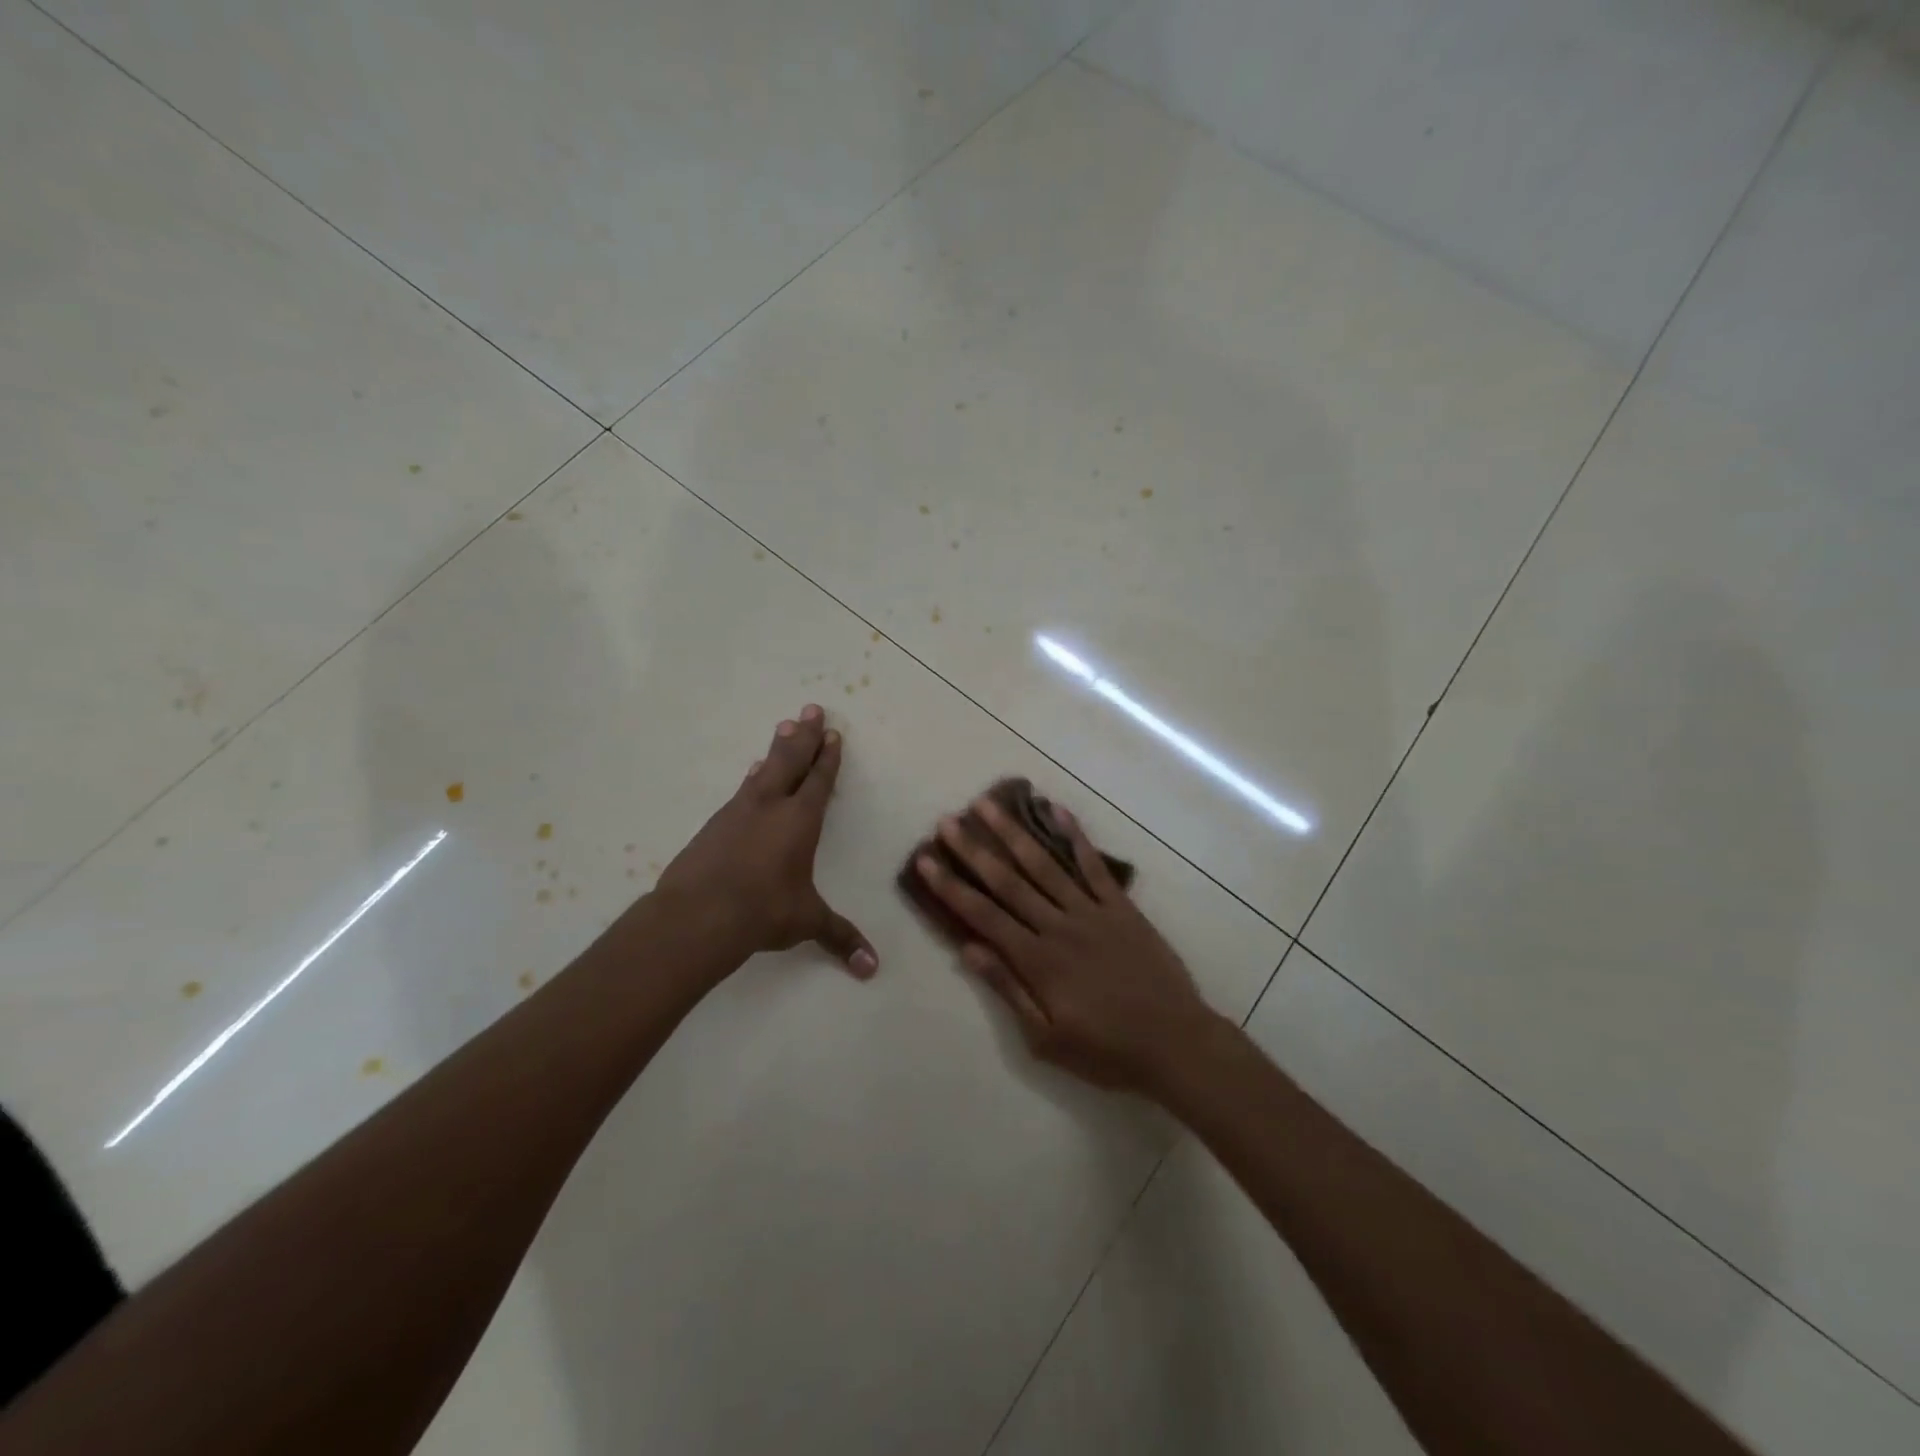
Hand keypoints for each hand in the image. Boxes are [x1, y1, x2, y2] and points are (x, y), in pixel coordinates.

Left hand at [655, 705, 877, 977]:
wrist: (698, 915)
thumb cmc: (764, 912)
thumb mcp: (806, 922)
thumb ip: (840, 938)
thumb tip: (872, 969)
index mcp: (800, 821)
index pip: (819, 781)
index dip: (828, 757)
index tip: (833, 734)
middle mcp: (771, 806)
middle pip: (791, 760)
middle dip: (804, 735)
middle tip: (810, 708)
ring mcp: (738, 812)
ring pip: (763, 770)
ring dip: (776, 749)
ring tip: (783, 727)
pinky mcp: (714, 825)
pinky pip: (741, 791)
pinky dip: (751, 778)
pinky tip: (750, 774)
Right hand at [914, 795, 1220, 1096]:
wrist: (1175, 1043)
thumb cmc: (1106, 1050)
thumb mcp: (1047, 1038)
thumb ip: (1008, 989)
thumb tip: (968, 950)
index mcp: (1038, 960)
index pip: (983, 915)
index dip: (951, 886)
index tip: (926, 859)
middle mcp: (1059, 926)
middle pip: (1008, 881)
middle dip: (974, 850)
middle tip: (947, 821)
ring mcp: (1092, 911)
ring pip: (1045, 864)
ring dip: (1014, 833)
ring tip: (988, 805)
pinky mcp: (1121, 907)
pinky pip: (1093, 865)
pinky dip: (1074, 837)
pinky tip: (1056, 811)